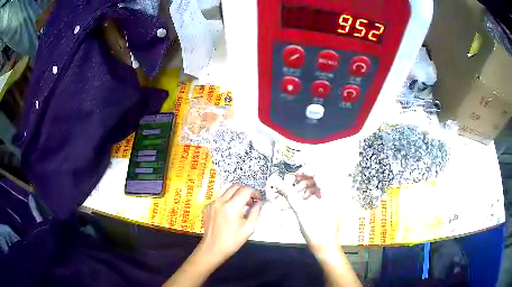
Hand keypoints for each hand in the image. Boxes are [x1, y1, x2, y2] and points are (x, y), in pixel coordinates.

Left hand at [198, 184, 261, 262]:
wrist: (213, 248)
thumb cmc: (232, 241)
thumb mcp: (249, 228)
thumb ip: (255, 212)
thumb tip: (258, 202)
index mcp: (231, 206)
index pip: (246, 190)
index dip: (254, 192)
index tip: (257, 200)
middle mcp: (220, 201)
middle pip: (236, 186)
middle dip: (245, 192)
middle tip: (250, 203)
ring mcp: (212, 203)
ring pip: (227, 192)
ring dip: (236, 196)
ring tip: (240, 209)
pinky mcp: (207, 207)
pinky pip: (220, 199)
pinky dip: (227, 202)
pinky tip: (228, 214)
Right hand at [279, 173, 340, 253]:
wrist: (325, 247)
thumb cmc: (316, 230)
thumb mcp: (301, 211)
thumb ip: (290, 195)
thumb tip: (278, 183)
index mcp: (332, 192)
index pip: (320, 172)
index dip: (305, 171)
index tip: (293, 176)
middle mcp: (336, 193)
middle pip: (319, 178)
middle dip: (304, 181)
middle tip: (292, 186)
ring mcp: (334, 200)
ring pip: (319, 186)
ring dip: (306, 188)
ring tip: (295, 195)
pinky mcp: (331, 205)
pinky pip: (321, 194)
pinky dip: (310, 195)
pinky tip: (301, 200)